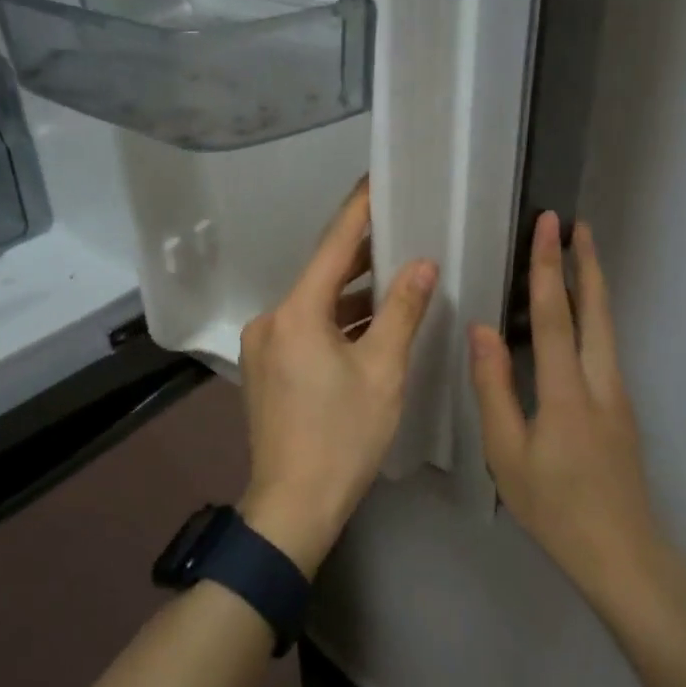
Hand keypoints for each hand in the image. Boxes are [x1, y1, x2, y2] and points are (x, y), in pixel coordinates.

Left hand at [238, 179, 438, 575]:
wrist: (293, 505)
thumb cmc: (343, 437)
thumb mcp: (383, 371)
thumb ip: (402, 311)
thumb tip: (422, 265)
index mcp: (296, 313)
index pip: (333, 247)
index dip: (358, 212)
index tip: (376, 181)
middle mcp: (271, 320)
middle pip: (321, 275)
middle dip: (360, 254)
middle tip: (400, 228)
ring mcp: (263, 346)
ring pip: (313, 304)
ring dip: (350, 293)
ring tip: (394, 273)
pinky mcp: (265, 369)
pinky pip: (304, 328)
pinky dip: (335, 321)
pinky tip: (366, 322)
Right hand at [469, 211, 657, 609]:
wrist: (622, 554)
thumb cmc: (555, 507)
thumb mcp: (507, 453)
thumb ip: (494, 389)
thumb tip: (482, 330)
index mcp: (567, 391)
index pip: (556, 315)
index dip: (549, 267)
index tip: (549, 226)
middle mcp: (600, 382)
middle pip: (597, 310)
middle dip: (587, 263)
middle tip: (576, 225)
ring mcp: (617, 395)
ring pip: (607, 327)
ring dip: (593, 286)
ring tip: (579, 256)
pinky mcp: (620, 409)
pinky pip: (604, 347)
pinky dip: (592, 315)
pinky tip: (578, 317)